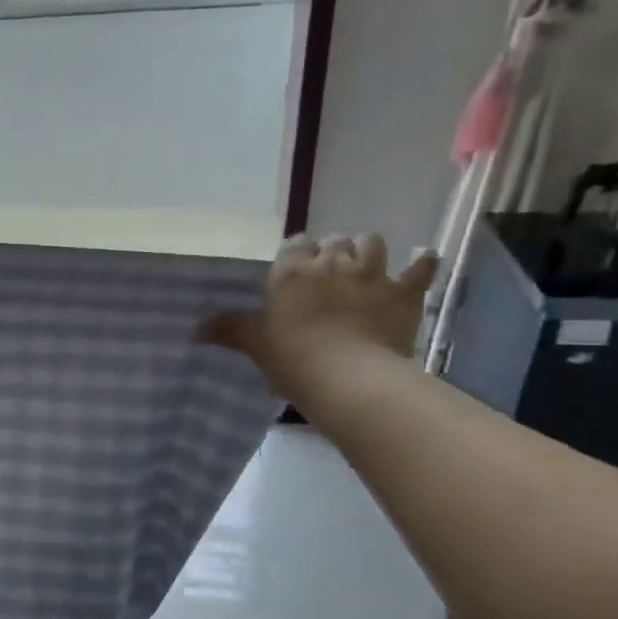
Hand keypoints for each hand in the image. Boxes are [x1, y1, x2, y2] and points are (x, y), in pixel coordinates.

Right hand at [203, 233, 438, 402]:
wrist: (349, 378)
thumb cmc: (293, 359)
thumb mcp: (255, 344)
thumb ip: (228, 331)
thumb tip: (195, 331)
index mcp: (292, 272)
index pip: (294, 245)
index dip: (296, 254)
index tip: (296, 270)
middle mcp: (331, 263)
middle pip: (334, 240)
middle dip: (332, 250)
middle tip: (329, 272)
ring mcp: (371, 275)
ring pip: (372, 242)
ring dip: (368, 249)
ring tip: (365, 264)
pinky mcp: (403, 293)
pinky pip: (420, 268)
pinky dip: (422, 263)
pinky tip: (422, 260)